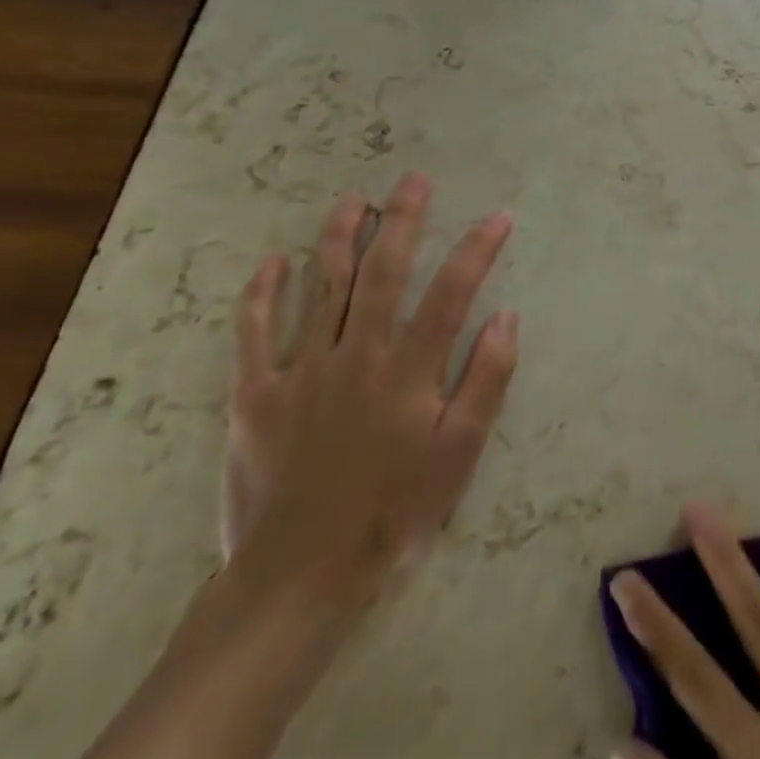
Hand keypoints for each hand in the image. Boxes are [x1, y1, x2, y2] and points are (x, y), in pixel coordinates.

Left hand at [220, 171, 517, 606]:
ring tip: (354, 201)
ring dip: (339, 238)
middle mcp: (355, 356)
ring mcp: (300, 372)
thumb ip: (486, 381)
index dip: (477, 249)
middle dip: (403, 221)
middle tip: (415, 181)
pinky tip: (272, 262)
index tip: (499, 216)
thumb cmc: (393, 512)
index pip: (451, 292)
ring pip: (321, 288)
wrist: (299, 577)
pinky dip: (261, 294)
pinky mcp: (255, 395)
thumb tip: (506, 316)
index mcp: (407, 371)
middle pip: (382, 273)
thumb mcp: (460, 453)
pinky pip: (253, 333)